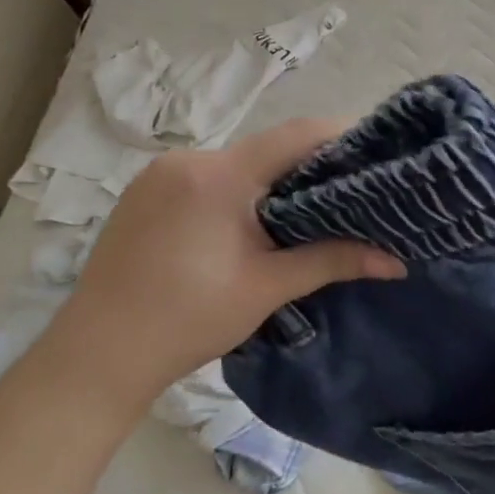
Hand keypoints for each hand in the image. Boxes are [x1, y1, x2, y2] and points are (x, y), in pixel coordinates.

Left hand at [41, 118, 404, 407]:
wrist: (96, 357)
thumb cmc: (187, 319)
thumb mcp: (268, 287)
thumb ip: (334, 261)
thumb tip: (398, 262)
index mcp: (219, 176)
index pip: (296, 136)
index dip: (342, 136)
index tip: (377, 152)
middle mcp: (187, 161)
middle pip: (268, 148)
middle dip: (312, 165)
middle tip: (353, 190)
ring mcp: (159, 176)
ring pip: (238, 164)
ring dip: (275, 181)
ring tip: (311, 211)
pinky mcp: (145, 195)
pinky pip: (209, 178)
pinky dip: (241, 191)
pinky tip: (256, 223)